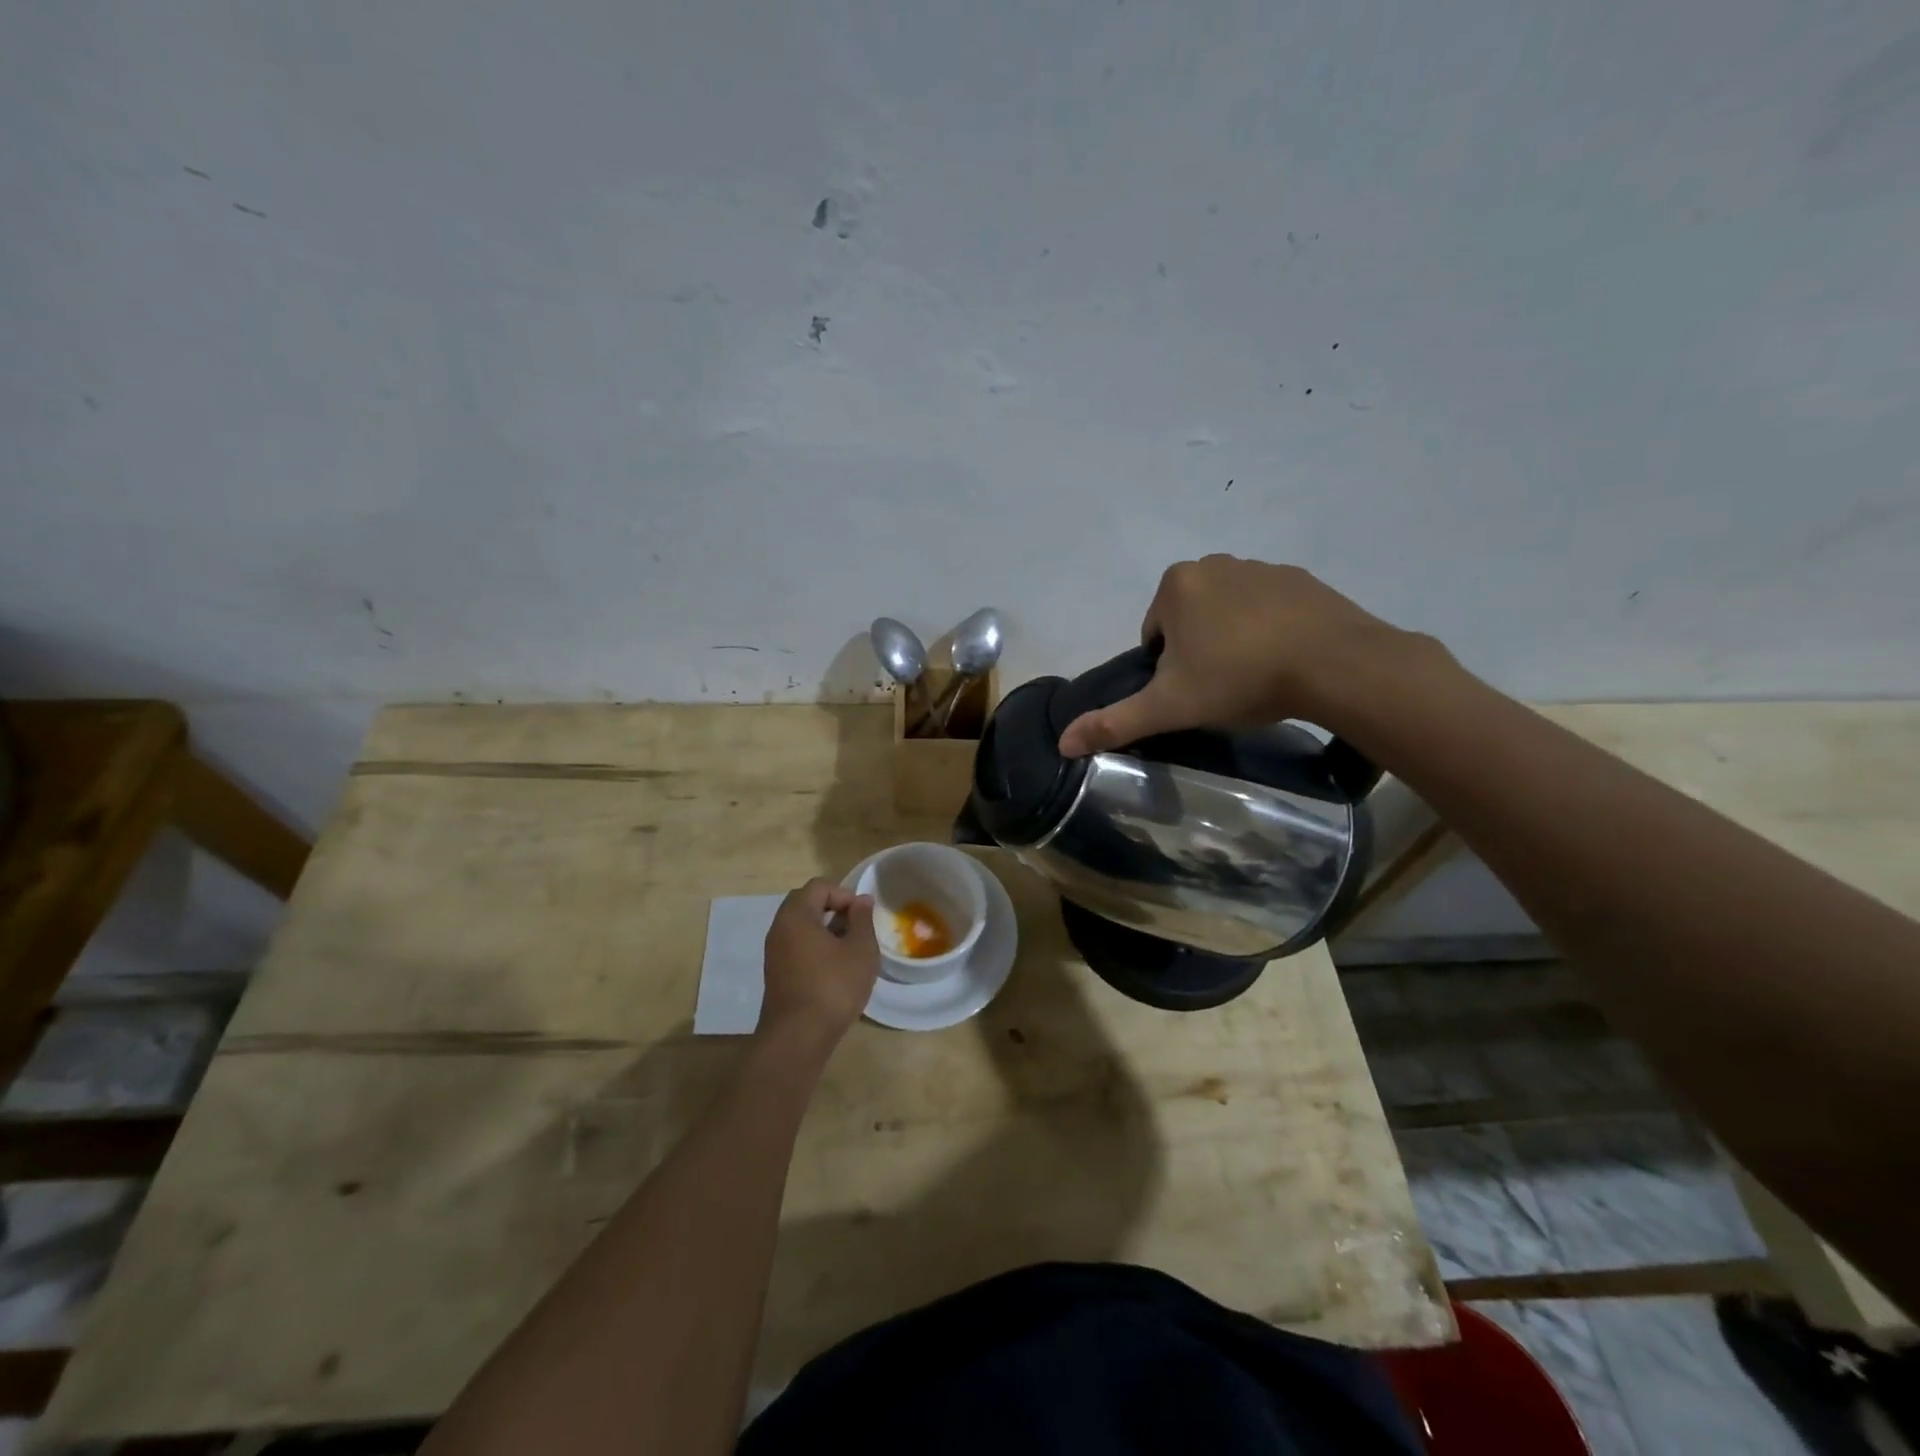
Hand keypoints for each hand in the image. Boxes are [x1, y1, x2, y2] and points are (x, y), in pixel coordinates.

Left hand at [758, 878, 879, 1049]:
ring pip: (800, 926)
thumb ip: (862, 920)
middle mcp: (779, 928)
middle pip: (806, 903)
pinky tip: (835, 968)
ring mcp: (774, 952)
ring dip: (825, 929)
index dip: (844, 894)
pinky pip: (796, 946)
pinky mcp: (776, 973)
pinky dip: (815, 947)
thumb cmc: (833, 987)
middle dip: (833, 909)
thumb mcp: (860, 950)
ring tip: (850, 949)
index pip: (818, 886)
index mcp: (796, 916)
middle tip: (856, 927)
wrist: (798, 1038)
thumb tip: (861, 901)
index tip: (863, 915)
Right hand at [1057, 555, 1420, 755]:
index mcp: (1177, 585)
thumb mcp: (1169, 707)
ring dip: (1233, 640)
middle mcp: (1215, 563)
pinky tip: (1286, 660)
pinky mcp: (1303, 579)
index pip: (1154, 634)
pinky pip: (1270, 608)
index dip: (1167, 669)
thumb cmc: (1239, 678)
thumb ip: (1114, 722)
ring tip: (1256, 677)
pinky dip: (1270, 630)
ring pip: (1229, 612)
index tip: (1193, 691)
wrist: (1335, 665)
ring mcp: (1262, 567)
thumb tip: (1062, 743)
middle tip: (1222, 687)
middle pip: (1190, 619)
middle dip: (1198, 651)